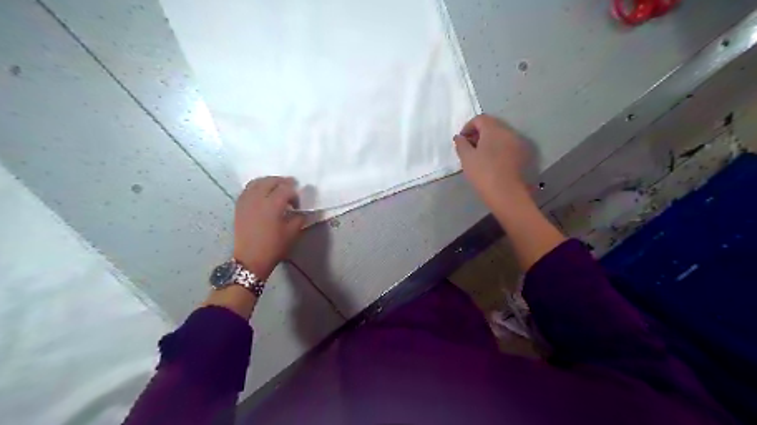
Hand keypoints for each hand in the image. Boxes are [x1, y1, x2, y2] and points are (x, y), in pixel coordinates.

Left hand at [235, 176, 303, 279]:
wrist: (250, 259)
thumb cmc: (274, 247)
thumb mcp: (293, 233)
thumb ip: (299, 217)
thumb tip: (301, 210)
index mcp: (273, 204)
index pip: (286, 189)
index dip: (294, 193)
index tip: (298, 203)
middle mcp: (258, 198)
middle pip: (271, 181)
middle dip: (282, 182)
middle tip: (290, 188)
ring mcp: (246, 201)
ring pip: (257, 182)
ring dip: (268, 182)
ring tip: (276, 188)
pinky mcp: (239, 206)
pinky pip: (248, 189)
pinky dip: (257, 187)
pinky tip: (262, 194)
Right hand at [455, 115, 531, 209]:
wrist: (506, 193)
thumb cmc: (483, 173)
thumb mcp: (466, 158)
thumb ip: (461, 144)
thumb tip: (459, 137)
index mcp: (494, 129)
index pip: (480, 119)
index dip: (468, 126)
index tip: (461, 140)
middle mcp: (508, 132)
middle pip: (491, 126)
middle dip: (479, 133)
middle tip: (469, 147)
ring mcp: (518, 143)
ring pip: (500, 136)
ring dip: (489, 141)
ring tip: (479, 156)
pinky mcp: (522, 155)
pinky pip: (507, 146)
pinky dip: (498, 149)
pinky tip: (492, 162)